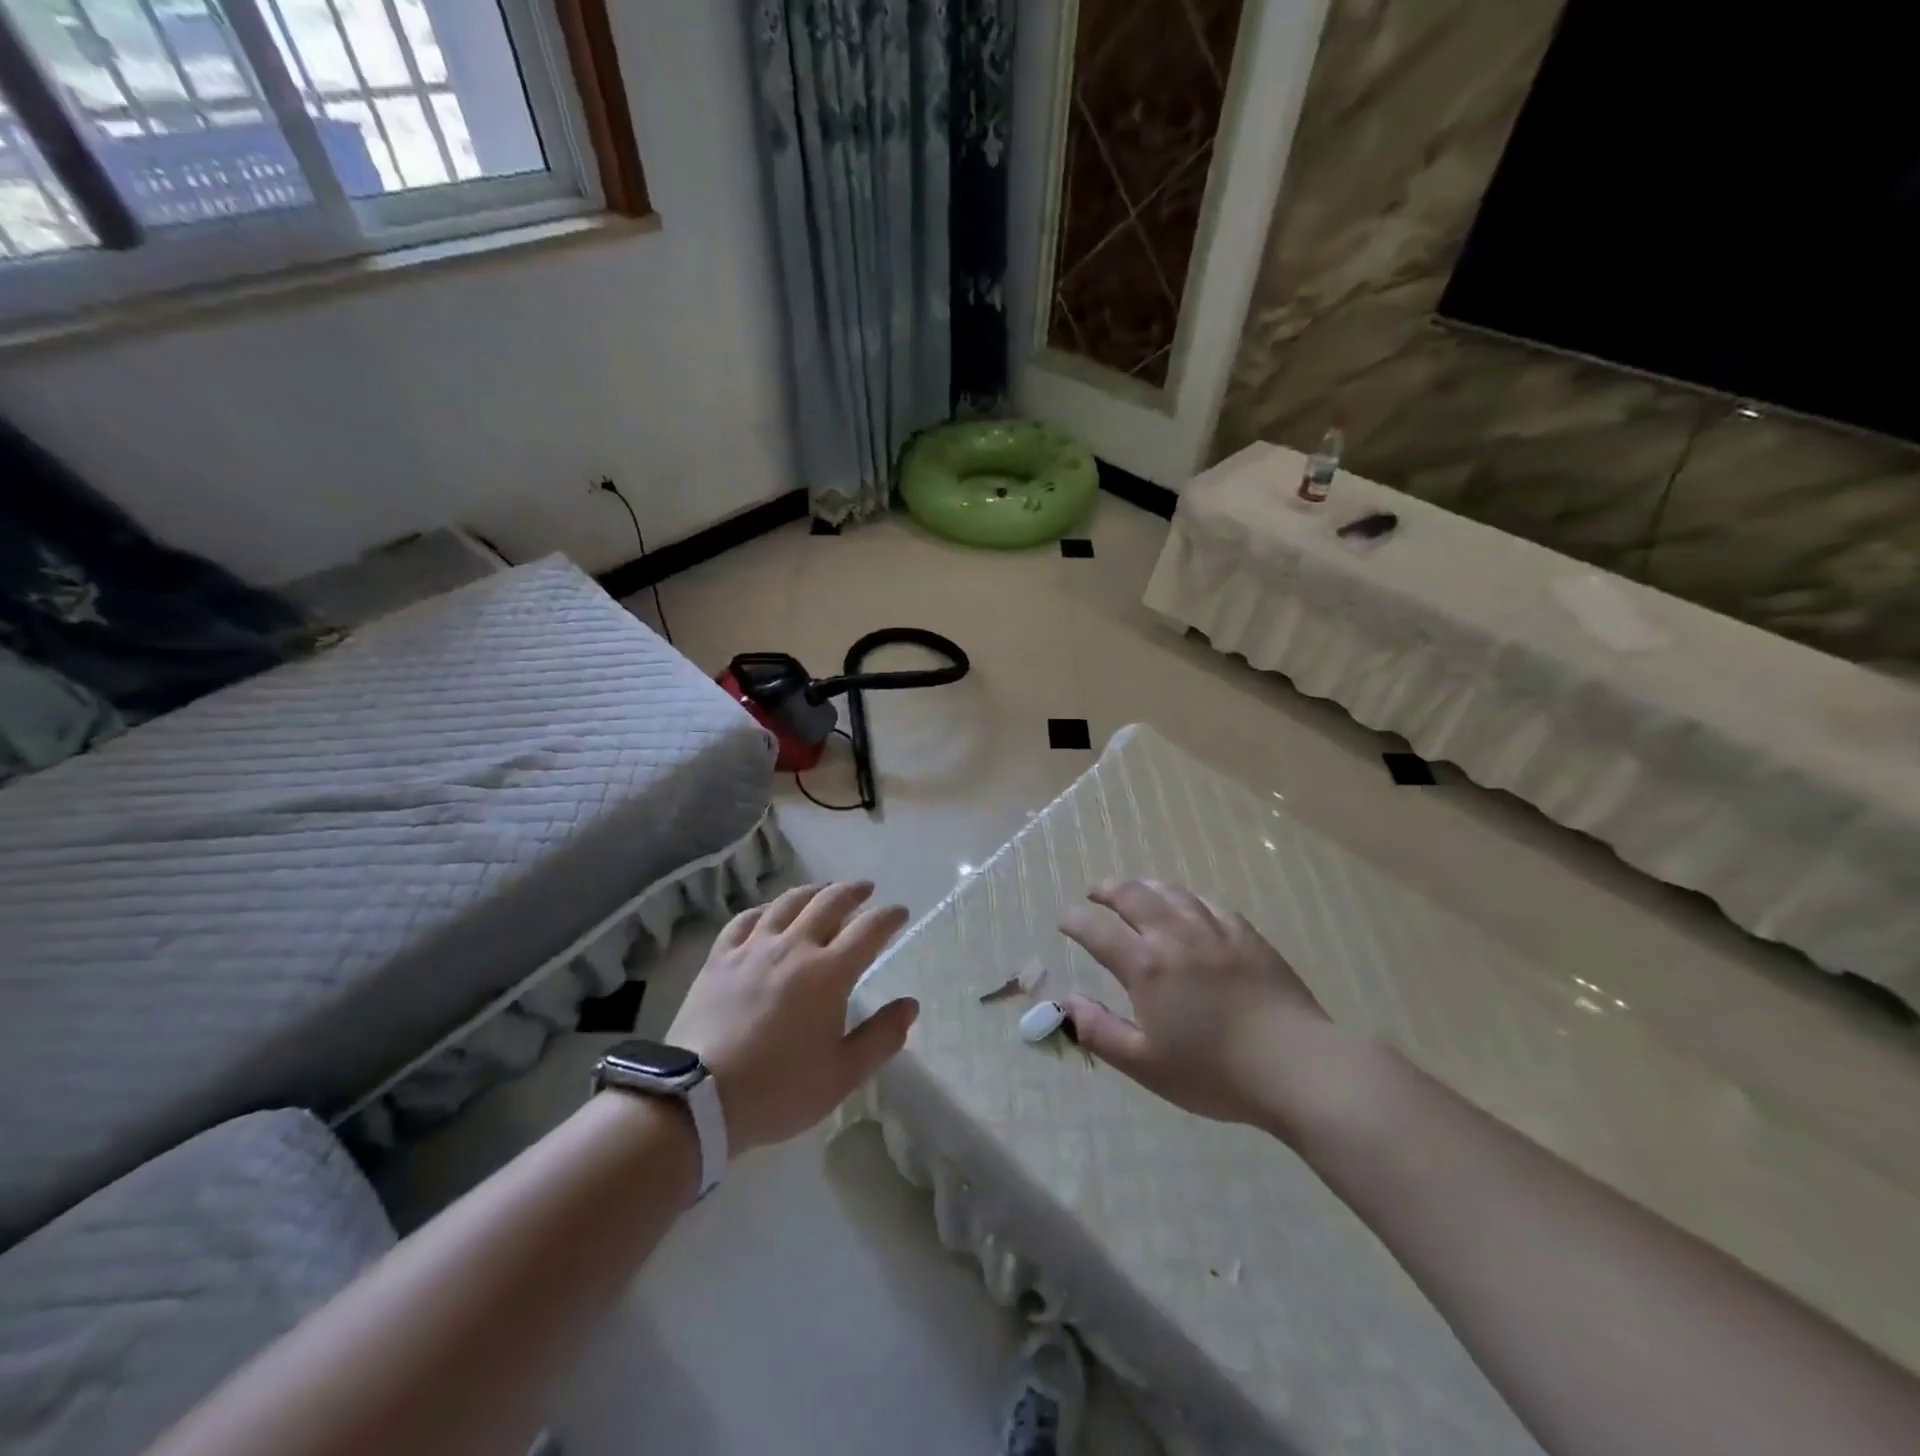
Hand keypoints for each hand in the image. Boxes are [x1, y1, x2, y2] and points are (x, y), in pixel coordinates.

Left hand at [669, 881, 915, 1154]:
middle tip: (866, 888)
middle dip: (853, 891)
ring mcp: (753, 948)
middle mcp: (794, 948)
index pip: (868, 930)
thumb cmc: (779, 1089)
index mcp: (829, 973)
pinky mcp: (720, 958)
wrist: (697, 1098)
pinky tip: (768, 913)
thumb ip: (881, 1037)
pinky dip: (764, 910)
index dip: (888, 917)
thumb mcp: (842, 1074)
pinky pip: (745, 921)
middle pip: (829, 903)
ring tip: (824, 890)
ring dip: (812, 891)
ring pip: (787, 903)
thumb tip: (910, 1005)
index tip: (900, 912)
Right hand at [1059, 879, 1332, 1128]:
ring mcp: (1215, 931)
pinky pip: (1210, 904)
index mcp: (1146, 966)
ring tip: (1135, 890)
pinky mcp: (1248, 936)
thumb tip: (1066, 1003)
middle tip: (1095, 893)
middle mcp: (1175, 936)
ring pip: (1172, 892)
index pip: (1097, 929)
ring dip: (1145, 886)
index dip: (1075, 920)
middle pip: (1133, 895)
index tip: (1064, 920)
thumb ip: (1100, 1031)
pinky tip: (1189, 908)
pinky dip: (1188, 900)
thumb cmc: (1215, 1072)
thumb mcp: (1146, 1064)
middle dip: (1107, 890)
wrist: (1296, 1066)